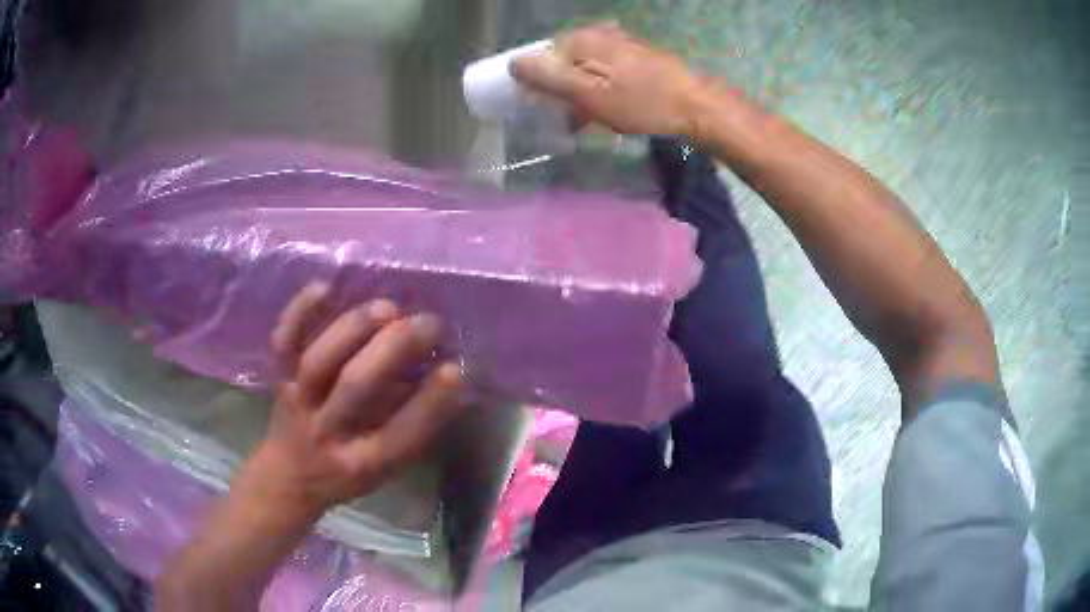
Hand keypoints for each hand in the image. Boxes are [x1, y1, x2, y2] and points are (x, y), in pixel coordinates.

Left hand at [235, 284, 465, 521]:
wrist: (290, 475)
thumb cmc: (348, 472)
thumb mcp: (387, 469)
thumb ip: (413, 426)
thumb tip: (441, 373)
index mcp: (362, 463)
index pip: (401, 432)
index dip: (431, 399)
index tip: (455, 367)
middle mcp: (326, 432)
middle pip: (356, 386)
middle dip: (395, 347)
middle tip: (429, 324)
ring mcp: (297, 401)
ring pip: (320, 359)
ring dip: (356, 328)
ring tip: (390, 308)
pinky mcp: (278, 378)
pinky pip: (284, 341)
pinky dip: (300, 311)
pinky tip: (326, 286)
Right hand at [511, 23, 710, 136]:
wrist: (696, 107)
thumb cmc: (640, 103)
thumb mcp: (588, 93)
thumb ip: (548, 77)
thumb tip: (514, 63)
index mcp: (581, 39)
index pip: (539, 57)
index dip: (533, 82)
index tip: (536, 107)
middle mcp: (598, 34)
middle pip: (561, 62)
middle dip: (555, 89)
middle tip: (558, 117)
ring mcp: (619, 44)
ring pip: (582, 68)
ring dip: (576, 93)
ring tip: (578, 120)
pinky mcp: (636, 58)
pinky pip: (602, 73)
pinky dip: (596, 91)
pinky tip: (601, 111)